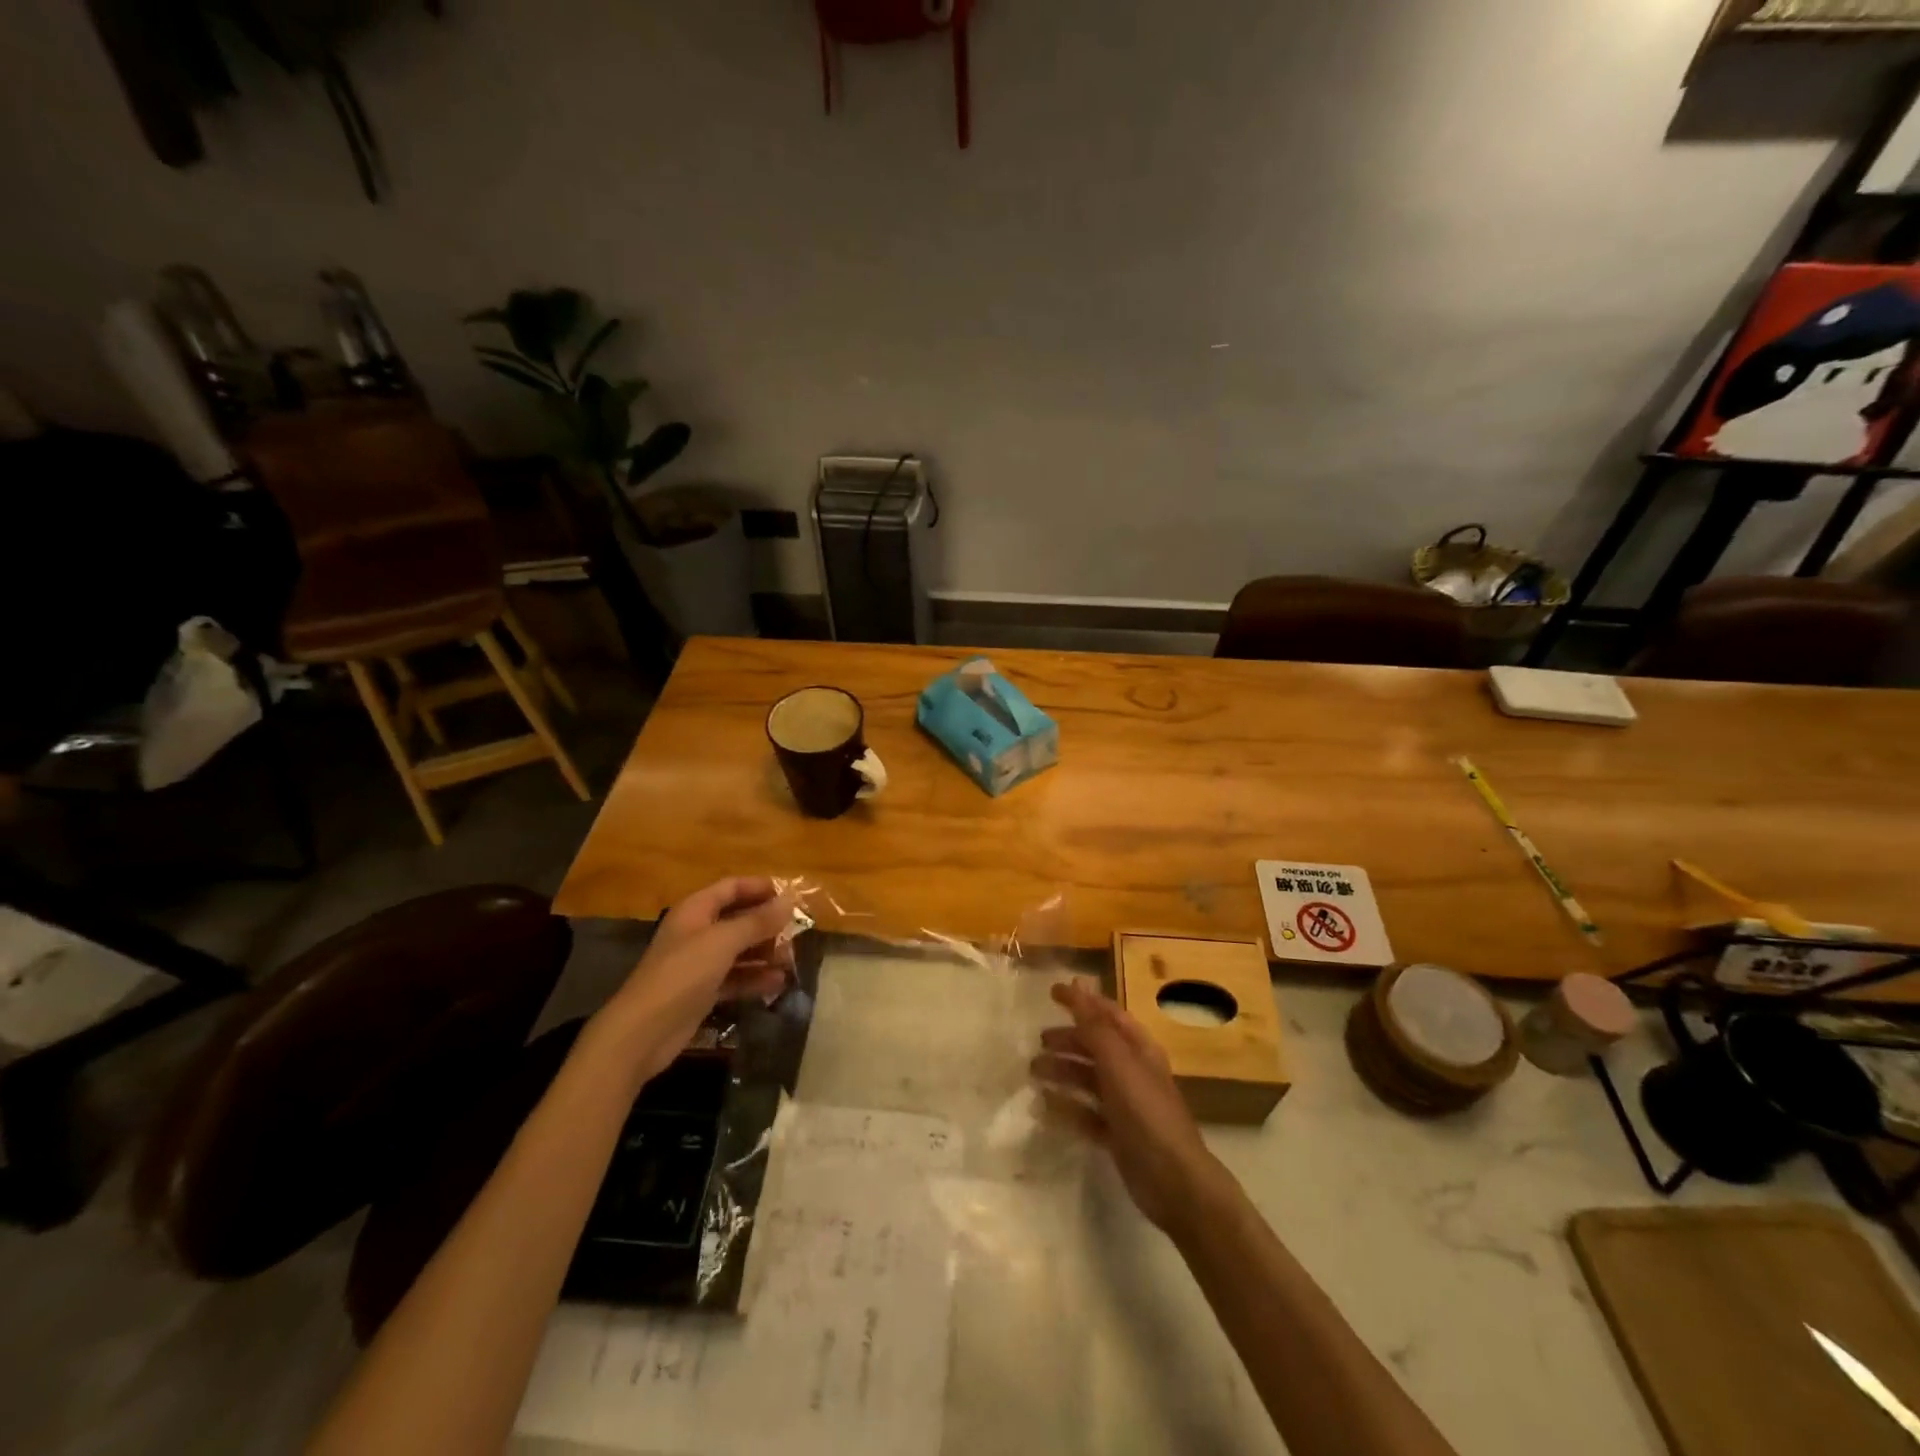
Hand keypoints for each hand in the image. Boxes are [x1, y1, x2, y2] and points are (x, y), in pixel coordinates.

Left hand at [595, 877, 794, 1080]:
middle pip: (738, 919)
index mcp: (696, 910)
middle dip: (768, 925)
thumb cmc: (683, 973)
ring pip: (739, 950)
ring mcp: (699, 963)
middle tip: (797, 934)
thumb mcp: (724, 941)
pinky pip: (735, 978)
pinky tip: (777, 984)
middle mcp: (697, 932)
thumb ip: (758, 921)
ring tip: (791, 961)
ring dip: (765, 953)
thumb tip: (789, 901)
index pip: (732, 887)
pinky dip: (754, 979)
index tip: (791, 896)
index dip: (760, 887)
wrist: (643, 1032)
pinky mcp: (702, 992)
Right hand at [1031, 979, 1232, 1237]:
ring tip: (1034, 1073)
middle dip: (1067, 1040)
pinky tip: (1043, 1107)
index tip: (1051, 992)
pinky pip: (1085, 1113)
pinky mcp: (1117, 1134)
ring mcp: (1125, 1104)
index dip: (1082, 1000)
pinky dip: (1065, 1107)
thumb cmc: (1146, 1112)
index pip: (1107, 1014)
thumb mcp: (1118, 1063)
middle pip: (1095, 1046)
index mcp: (1139, 1049)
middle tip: (1038, 1042)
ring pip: (1088, 1079)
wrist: (1174, 1181)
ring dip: (1062, 1072)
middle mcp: (1132, 1071)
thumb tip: (1077, 983)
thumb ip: (1094, 1025)